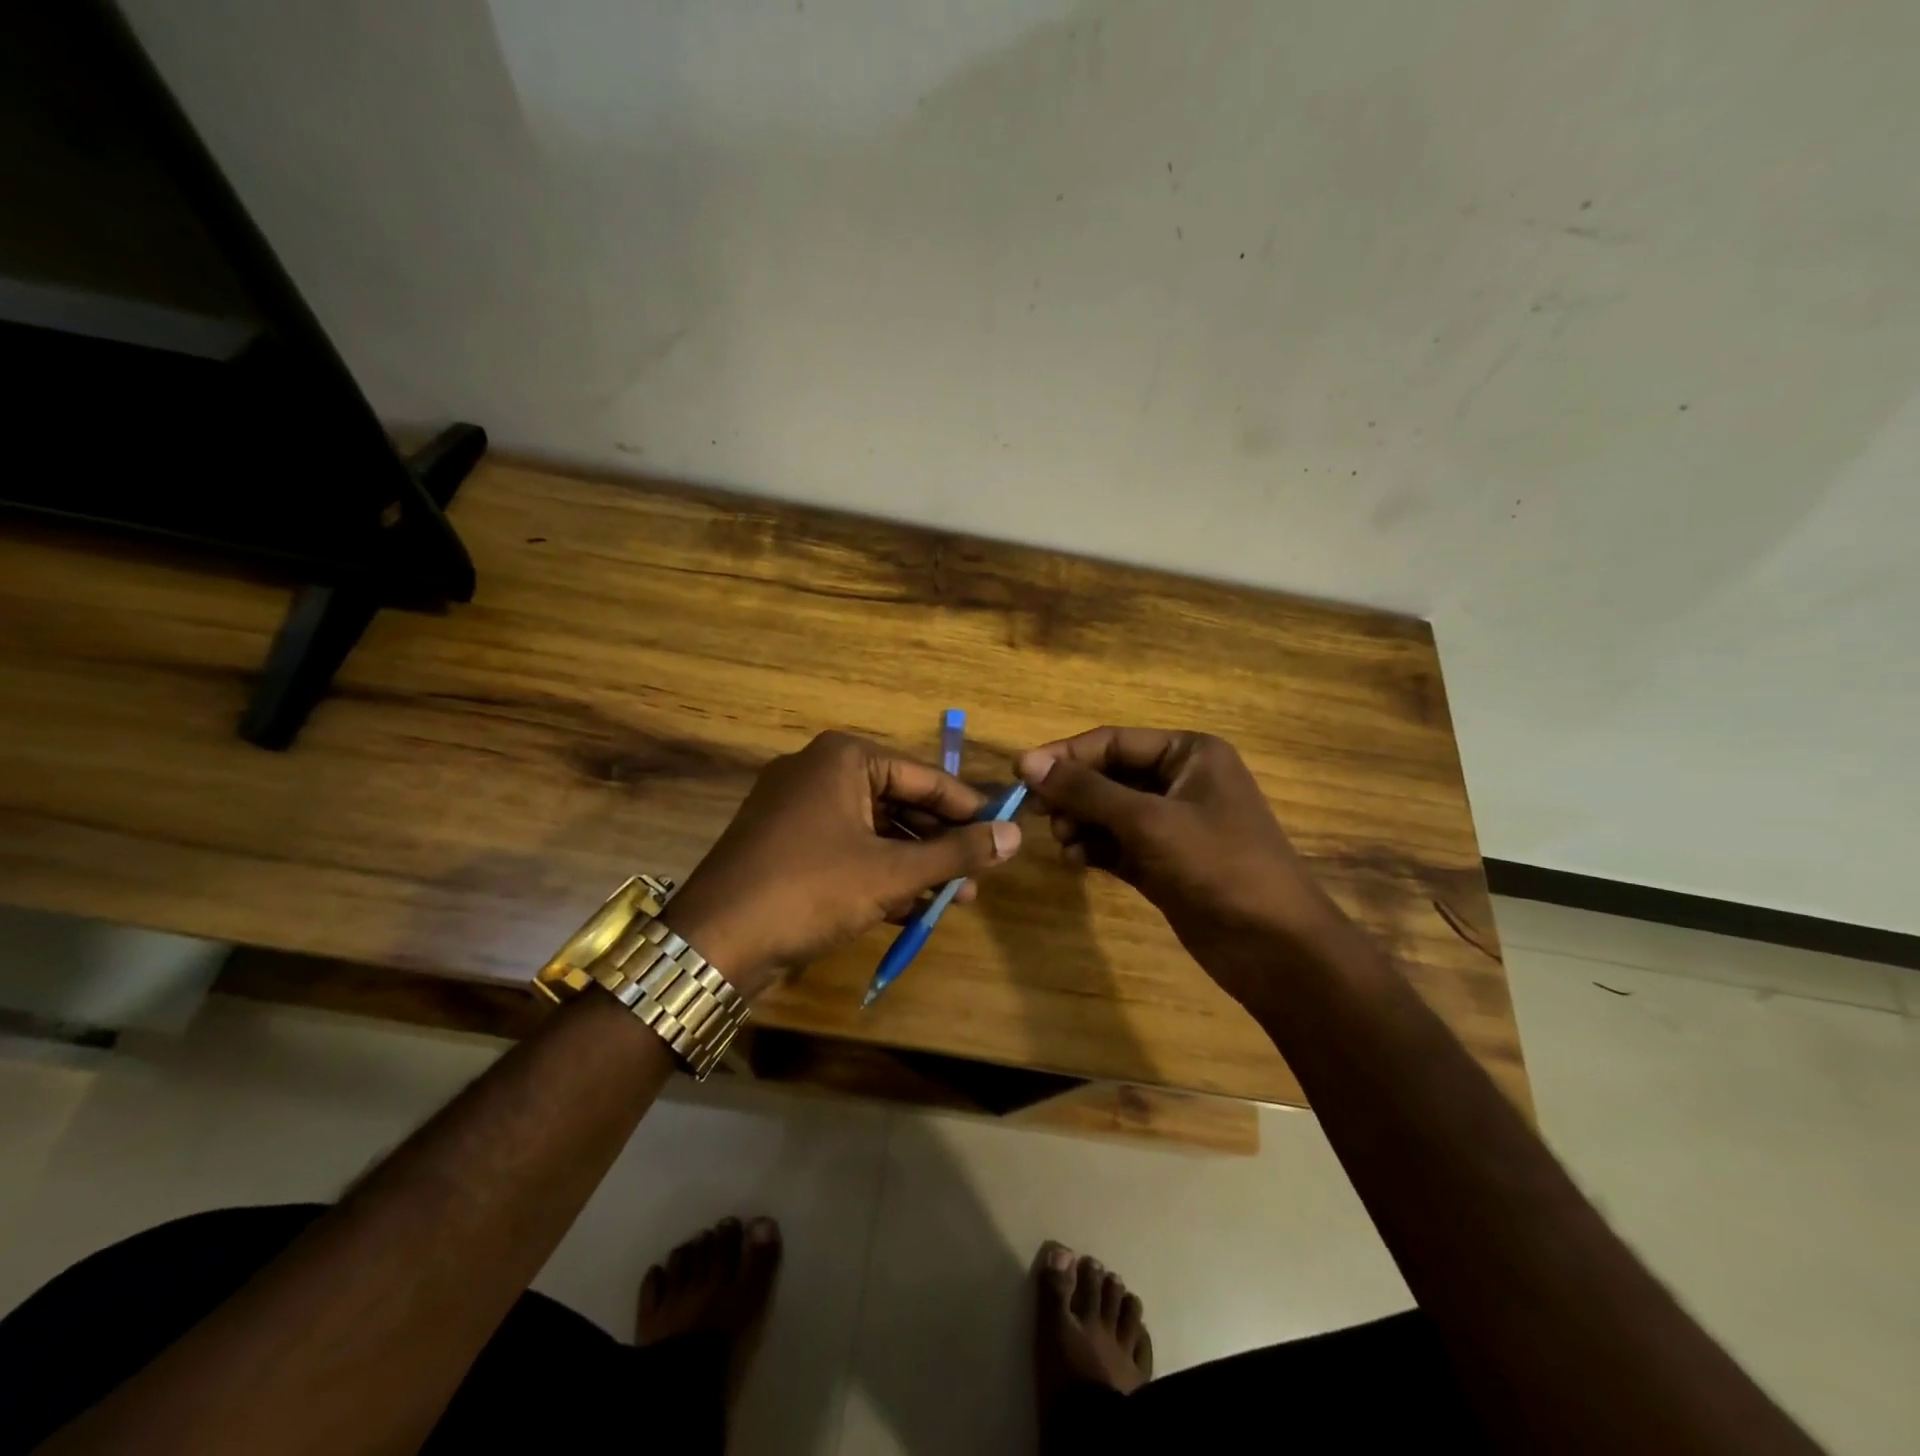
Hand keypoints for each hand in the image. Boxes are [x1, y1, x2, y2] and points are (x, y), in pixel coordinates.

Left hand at [666, 732, 1022, 997]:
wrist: (713, 943)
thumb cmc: (811, 889)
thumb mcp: (892, 872)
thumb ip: (956, 853)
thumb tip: (1015, 836)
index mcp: (843, 758)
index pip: (924, 776)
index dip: (968, 808)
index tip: (1004, 833)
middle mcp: (818, 772)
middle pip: (900, 803)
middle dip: (940, 843)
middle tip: (980, 874)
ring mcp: (797, 809)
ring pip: (874, 831)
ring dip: (915, 864)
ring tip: (956, 899)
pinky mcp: (785, 845)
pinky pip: (847, 850)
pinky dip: (880, 874)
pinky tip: (913, 908)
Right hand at [1015, 727, 1346, 1002]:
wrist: (1275, 947)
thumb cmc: (1218, 865)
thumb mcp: (1148, 821)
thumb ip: (1087, 791)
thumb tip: (1028, 763)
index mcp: (1189, 754)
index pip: (1114, 741)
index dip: (1065, 755)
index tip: (1019, 772)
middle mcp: (1180, 781)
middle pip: (1108, 775)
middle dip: (1073, 793)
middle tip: (1038, 813)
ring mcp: (1173, 824)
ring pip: (1109, 811)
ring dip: (1080, 821)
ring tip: (1062, 840)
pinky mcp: (1164, 862)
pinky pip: (1117, 843)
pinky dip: (1094, 847)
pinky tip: (1075, 859)